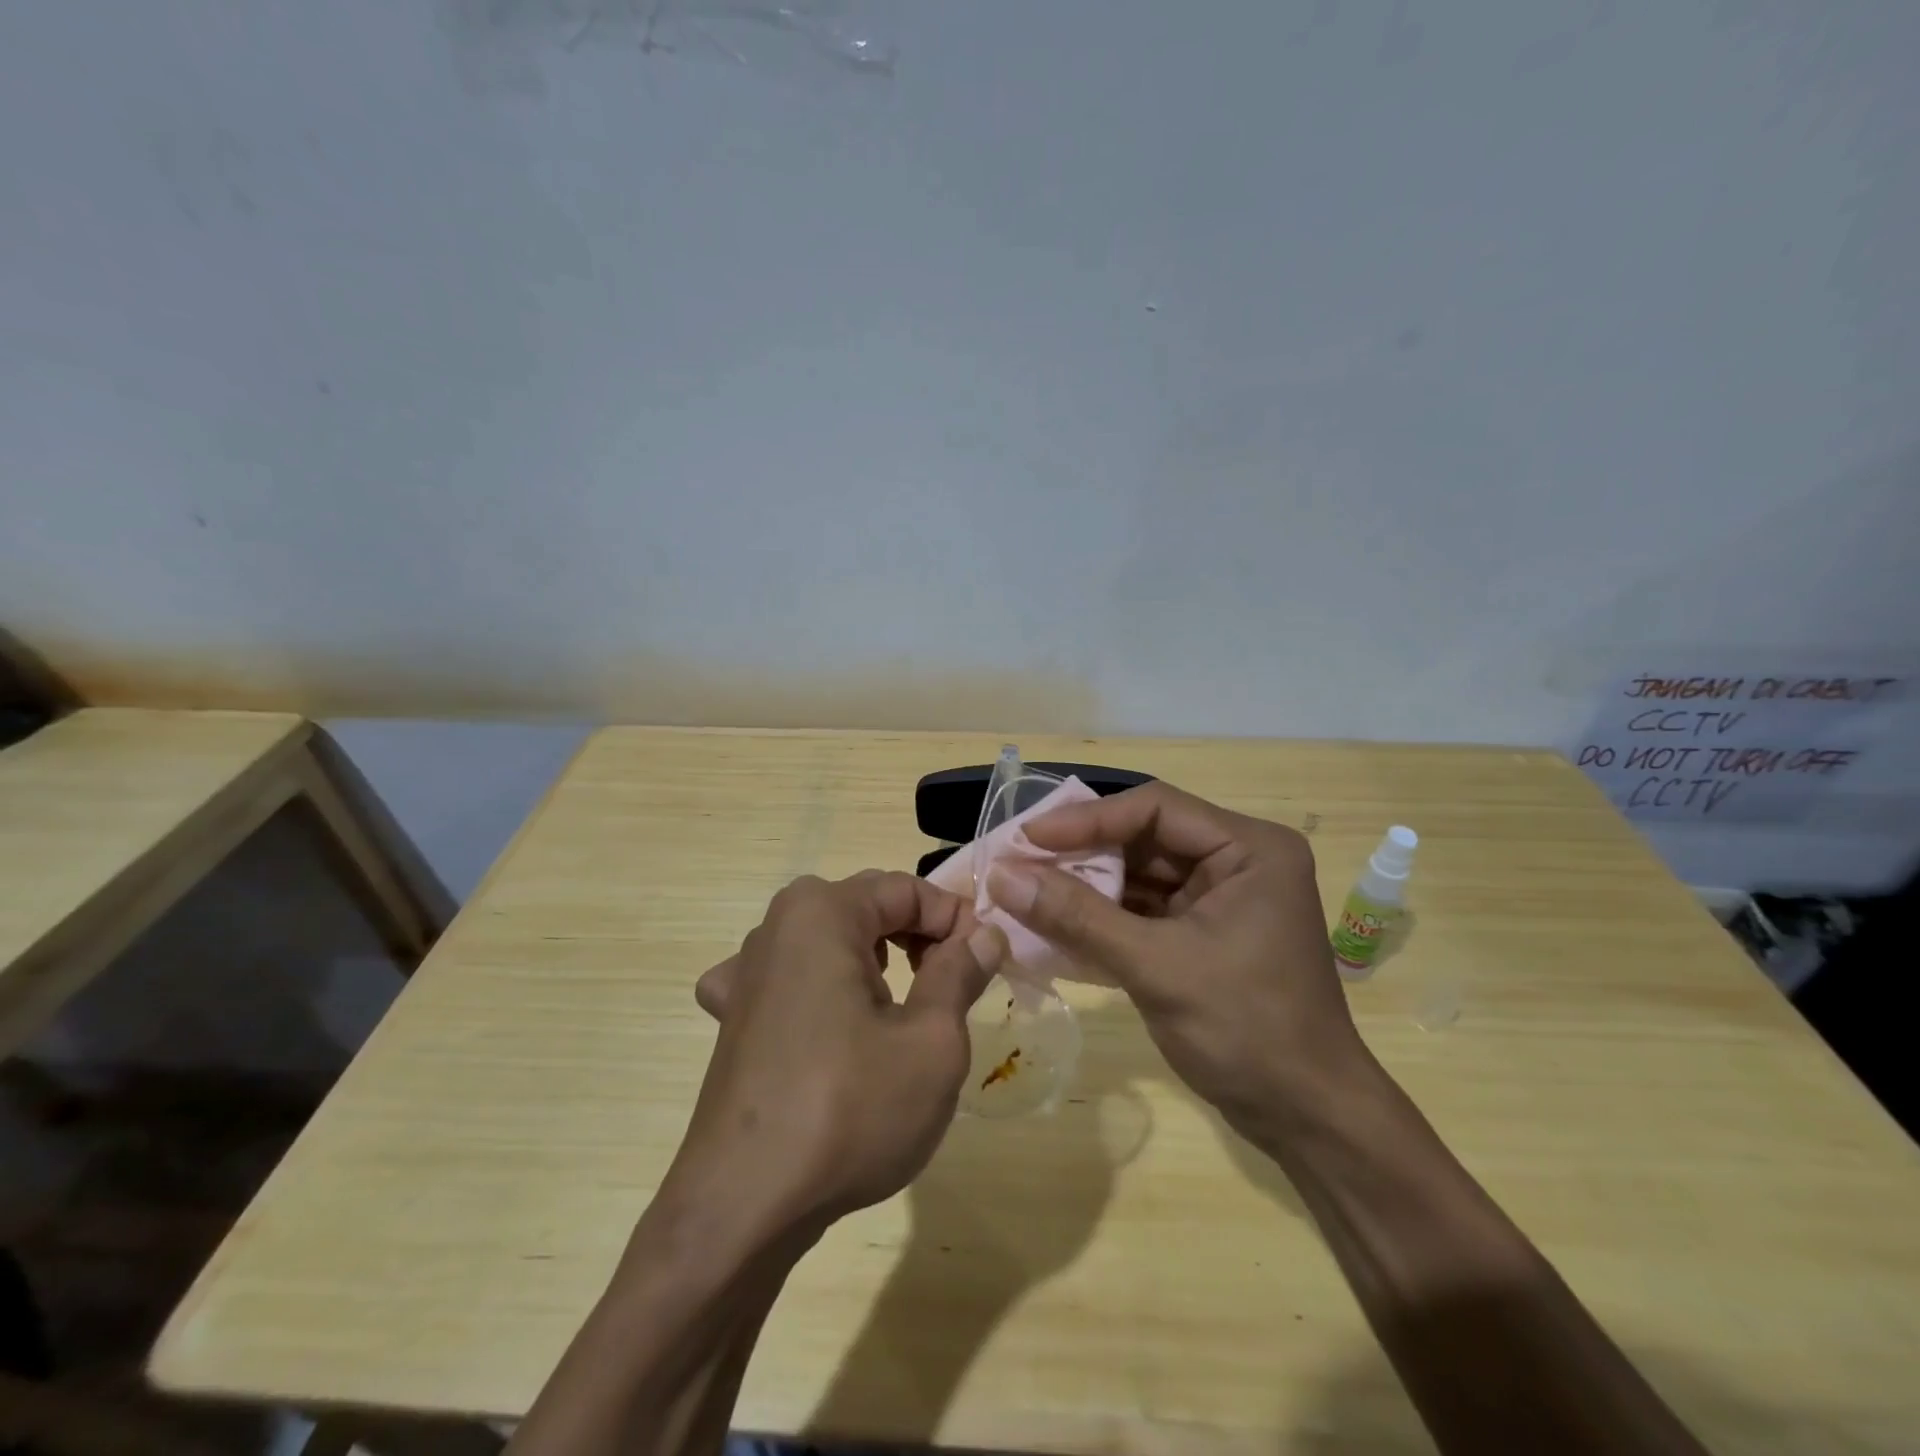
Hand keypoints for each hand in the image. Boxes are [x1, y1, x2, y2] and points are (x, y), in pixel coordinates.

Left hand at [673, 871, 1005, 1236]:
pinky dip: (821, 987)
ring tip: (905, 1005)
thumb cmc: (849, 1110)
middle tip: (956, 982)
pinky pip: (788, 980)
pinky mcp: (732, 1017)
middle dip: (918, 936)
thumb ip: (959, 974)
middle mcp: (776, 926)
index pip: (906, 889)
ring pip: (830, 942)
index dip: (955, 919)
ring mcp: (745, 973)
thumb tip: (984, 935)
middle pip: (866, 908)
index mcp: (821, 912)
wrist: (743, 1209)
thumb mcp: (931, 1041)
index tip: (989, 959)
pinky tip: (827, 1023)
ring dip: (876, 961)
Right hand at [983, 782, 1365, 1129]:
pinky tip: (1055, 923)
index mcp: (1249, 849)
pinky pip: (1144, 909)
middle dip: (1080, 853)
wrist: (1307, 1119)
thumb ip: (1077, 916)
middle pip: (1144, 838)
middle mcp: (1237, 861)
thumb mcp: (1156, 967)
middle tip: (1018, 863)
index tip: (1028, 837)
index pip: (1154, 810)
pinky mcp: (1204, 932)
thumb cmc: (1246, 1030)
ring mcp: (1221, 898)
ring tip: (1025, 891)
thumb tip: (1002, 876)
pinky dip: (1102, 916)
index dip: (1086, 819)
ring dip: (1085, 886)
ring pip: (1139, 874)